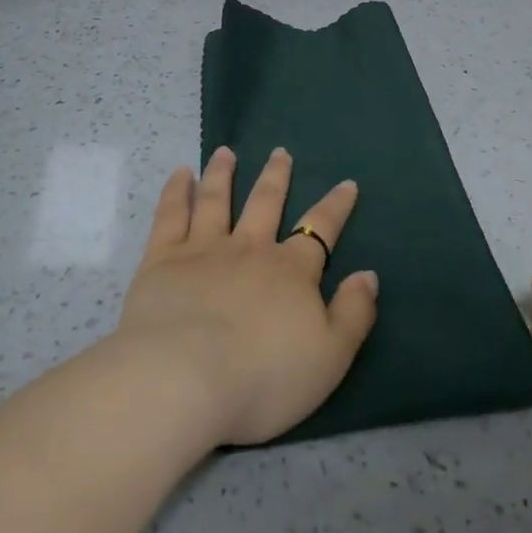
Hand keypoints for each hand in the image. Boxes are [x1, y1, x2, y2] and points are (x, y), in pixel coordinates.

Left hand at [116, 147, 379, 446]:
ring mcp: (204, 250)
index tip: (347, 183)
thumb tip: (369, 275)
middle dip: (276, 177)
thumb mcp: (330, 356)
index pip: (320, 228)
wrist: (183, 380)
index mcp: (291, 271)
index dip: (336, 206)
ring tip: (225, 152)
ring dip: (223, 174)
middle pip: (266, 203)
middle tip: (280, 152)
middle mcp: (250, 249)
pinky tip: (180, 175)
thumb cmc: (263, 377)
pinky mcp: (162, 260)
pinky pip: (171, 216)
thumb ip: (354, 313)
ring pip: (217, 200)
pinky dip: (177, 192)